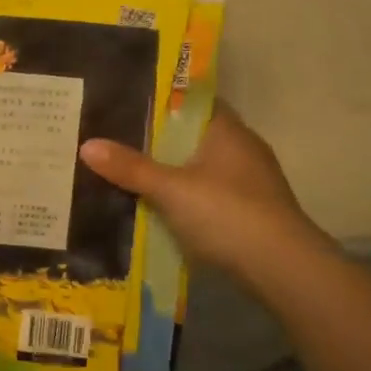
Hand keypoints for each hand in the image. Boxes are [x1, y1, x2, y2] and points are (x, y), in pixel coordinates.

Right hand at [78, 105, 328, 286]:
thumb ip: (130, 167)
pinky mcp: (250, 212)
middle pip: (192, 134)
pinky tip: (159, 206)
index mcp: (226, 129)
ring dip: (171, 170)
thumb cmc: (228, 214)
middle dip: (158, 139)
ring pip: (200, 166)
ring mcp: (250, 182)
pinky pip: (208, 193)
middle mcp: (241, 148)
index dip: (160, 99)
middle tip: (114, 136)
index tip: (125, 100)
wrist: (285, 271)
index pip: (191, 100)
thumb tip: (85, 145)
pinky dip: (185, 196)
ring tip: (128, 171)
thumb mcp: (170, 189)